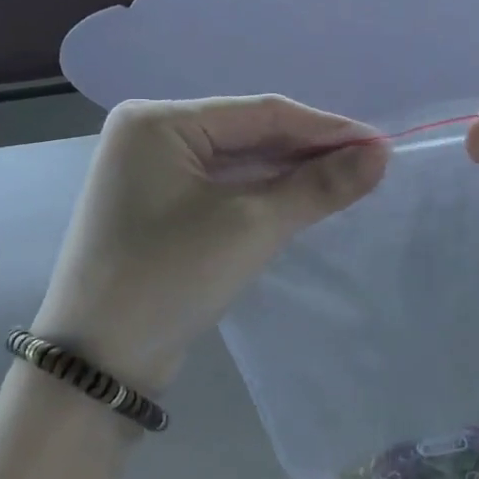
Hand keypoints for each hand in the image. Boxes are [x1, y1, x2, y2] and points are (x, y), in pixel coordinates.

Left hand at [34, 97, 387, 392]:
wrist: (97, 366)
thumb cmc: (169, 277)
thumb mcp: (252, 226)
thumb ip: (318, 186)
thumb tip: (381, 155)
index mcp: (158, 121)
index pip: (260, 113)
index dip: (326, 128)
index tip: (381, 144)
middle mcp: (151, 136)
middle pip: (250, 134)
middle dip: (310, 151)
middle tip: (371, 165)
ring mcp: (153, 174)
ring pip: (240, 163)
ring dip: (292, 174)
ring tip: (351, 180)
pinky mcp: (161, 209)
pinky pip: (226, 188)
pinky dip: (266, 194)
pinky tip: (305, 198)